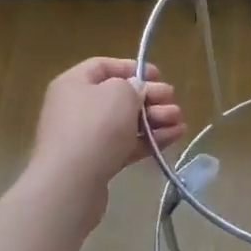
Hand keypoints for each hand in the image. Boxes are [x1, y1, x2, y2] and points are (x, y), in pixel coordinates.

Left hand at [27, 58, 183, 201]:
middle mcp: (76, 107)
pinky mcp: (96, 163)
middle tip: (172, 100)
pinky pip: (126, 145)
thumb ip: (134, 86)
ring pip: (126, 122)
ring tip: (179, 121)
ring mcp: (85, 137)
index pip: (103, 66)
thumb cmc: (95, 126)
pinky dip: (149, 139)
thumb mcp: (120, 93)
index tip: (158, 75)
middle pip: (119, 96)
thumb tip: (136, 92)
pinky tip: (174, 136)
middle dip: (150, 97)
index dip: (132, 67)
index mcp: (74, 84)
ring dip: (155, 119)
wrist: (71, 184)